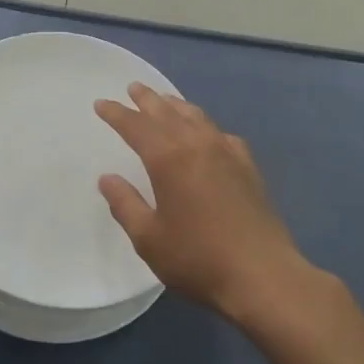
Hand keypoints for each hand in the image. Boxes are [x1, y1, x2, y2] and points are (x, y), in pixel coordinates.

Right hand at [94, 83, 311, 320]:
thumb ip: (126, 204)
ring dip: (176, 105)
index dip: (117, 114)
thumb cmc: (197, 259)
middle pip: (168, 112)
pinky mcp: (248, 167)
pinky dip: (206, 126)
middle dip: (147, 99)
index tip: (101, 104)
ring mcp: (228, 153)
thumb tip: (108, 178)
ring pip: (197, 117)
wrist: (262, 275)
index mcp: (169, 159)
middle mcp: (198, 145)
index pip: (136, 126)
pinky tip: (207, 134)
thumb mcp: (149, 238)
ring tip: (165, 101)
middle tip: (133, 88)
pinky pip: (222, 134)